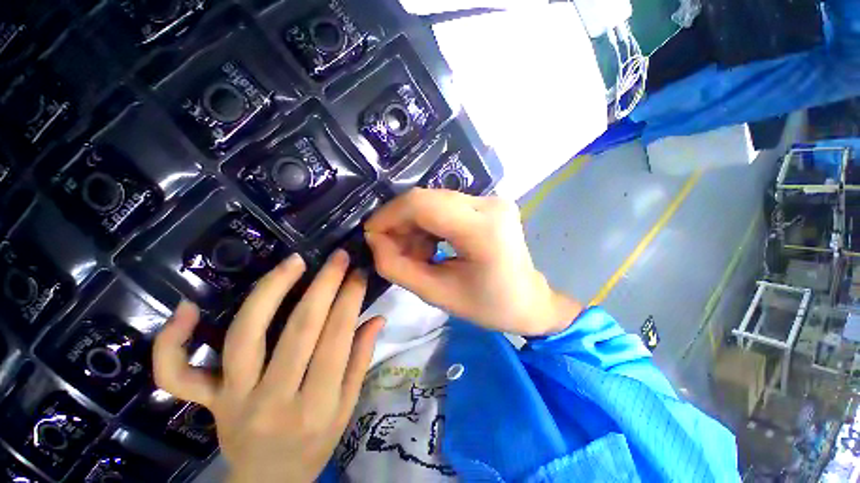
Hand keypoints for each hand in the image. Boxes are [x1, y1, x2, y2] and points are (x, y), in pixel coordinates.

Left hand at [153, 250, 384, 482]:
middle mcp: (273, 400)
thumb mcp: (348, 407)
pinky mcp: (205, 400)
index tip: (359, 272)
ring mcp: (232, 399)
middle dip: (324, 285)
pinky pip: (176, 373)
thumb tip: (377, 318)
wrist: (268, 482)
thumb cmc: (315, 444)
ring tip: (293, 262)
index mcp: (317, 405)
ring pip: (245, 336)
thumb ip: (361, 360)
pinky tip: (191, 306)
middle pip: (298, 330)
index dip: (350, 299)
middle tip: (337, 257)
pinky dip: (174, 340)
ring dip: (270, 291)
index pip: (337, 338)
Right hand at [365, 188, 581, 335]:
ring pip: (433, 200)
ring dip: (414, 224)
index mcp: (482, 229)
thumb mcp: (437, 294)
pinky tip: (430, 245)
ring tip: (416, 253)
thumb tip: (373, 240)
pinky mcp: (488, 203)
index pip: (422, 205)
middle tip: (391, 249)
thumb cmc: (488, 306)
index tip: (371, 236)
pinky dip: (429, 223)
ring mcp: (491, 200)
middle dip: (400, 222)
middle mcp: (489, 204)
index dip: (388, 216)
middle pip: (426, 199)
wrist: (529, 300)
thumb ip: (397, 267)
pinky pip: (445, 205)